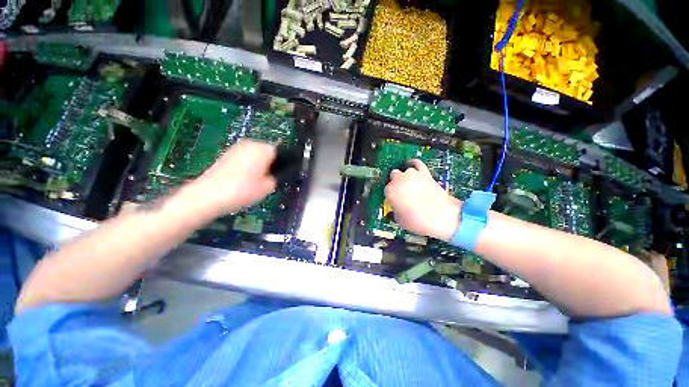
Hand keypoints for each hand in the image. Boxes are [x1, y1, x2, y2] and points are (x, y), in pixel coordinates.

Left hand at [182, 140, 276, 215]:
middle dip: (269, 163)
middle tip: (267, 179)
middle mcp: (250, 143)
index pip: (280, 151)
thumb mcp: (268, 187)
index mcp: (263, 149)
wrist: (208, 196)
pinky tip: (243, 179)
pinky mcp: (226, 154)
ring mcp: (236, 148)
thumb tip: (274, 173)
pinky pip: (244, 157)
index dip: (281, 164)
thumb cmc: (242, 190)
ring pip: (255, 154)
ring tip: (255, 181)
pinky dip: (247, 166)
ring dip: (258, 164)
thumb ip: (276, 177)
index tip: (278, 176)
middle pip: (267, 151)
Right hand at [385, 159, 461, 240]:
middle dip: (396, 183)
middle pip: (393, 176)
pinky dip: (413, 163)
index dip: (391, 195)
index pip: (386, 190)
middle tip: (401, 193)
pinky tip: (411, 165)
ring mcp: (412, 175)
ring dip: (405, 177)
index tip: (395, 200)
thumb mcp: (399, 219)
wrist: (442, 217)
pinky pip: (416, 163)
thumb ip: (395, 208)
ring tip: (410, 185)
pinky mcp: (425, 173)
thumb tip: (396, 205)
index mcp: (390, 191)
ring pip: (404, 171)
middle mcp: (399, 180)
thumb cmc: (418, 221)